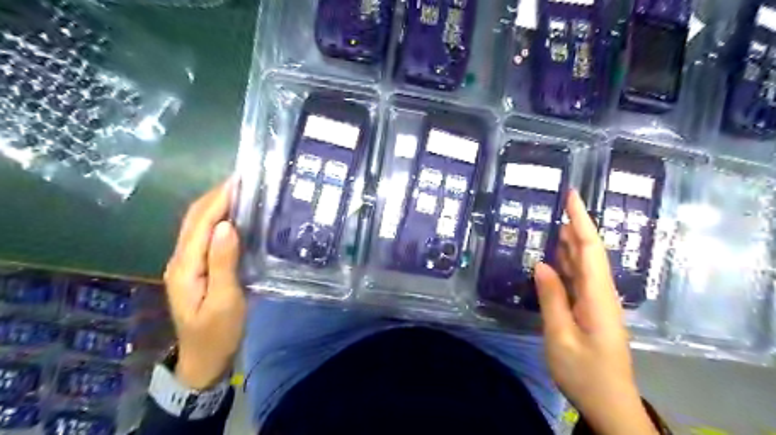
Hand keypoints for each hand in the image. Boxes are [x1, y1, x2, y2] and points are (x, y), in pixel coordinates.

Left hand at [163, 181, 244, 390]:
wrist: (204, 359)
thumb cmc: (218, 332)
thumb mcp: (225, 300)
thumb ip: (223, 263)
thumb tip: (226, 225)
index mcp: (186, 266)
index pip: (201, 223)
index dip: (219, 199)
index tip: (240, 180)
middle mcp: (181, 259)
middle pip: (194, 219)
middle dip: (216, 196)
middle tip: (244, 181)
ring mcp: (186, 263)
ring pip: (198, 225)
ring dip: (216, 205)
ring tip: (241, 192)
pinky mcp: (196, 268)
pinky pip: (204, 236)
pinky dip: (218, 220)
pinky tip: (235, 217)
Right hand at [537, 190, 656, 434]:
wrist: (609, 404)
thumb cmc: (584, 372)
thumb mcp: (560, 336)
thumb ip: (552, 297)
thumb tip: (541, 264)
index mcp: (597, 296)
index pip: (590, 249)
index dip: (580, 220)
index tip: (571, 195)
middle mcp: (601, 293)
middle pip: (589, 252)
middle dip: (575, 226)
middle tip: (554, 205)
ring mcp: (597, 302)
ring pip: (583, 265)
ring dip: (568, 243)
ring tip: (550, 224)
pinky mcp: (590, 311)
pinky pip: (577, 280)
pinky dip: (565, 265)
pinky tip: (552, 259)